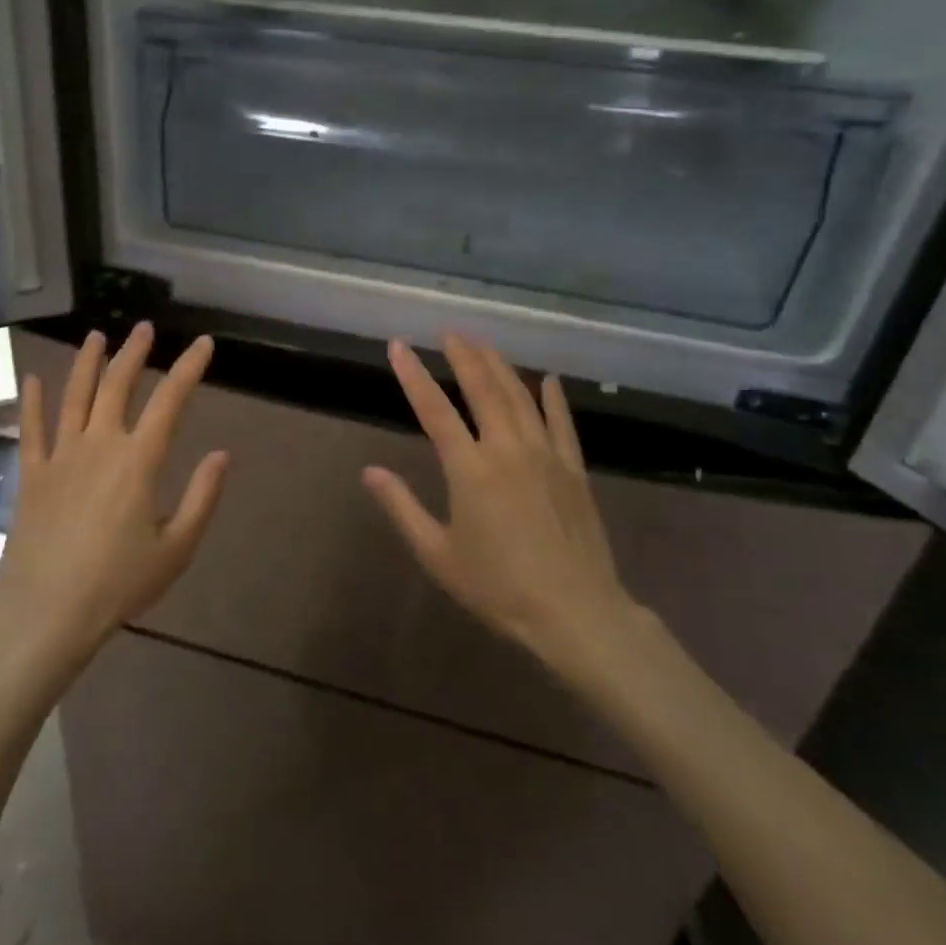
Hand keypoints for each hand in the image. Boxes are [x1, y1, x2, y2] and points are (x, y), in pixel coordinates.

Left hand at [0, 323, 228, 674]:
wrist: (46, 613)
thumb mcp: (176, 548)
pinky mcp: (32, 475)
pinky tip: (32, 378)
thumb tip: (222, 454)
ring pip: (75, 396)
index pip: (170, 401)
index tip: (203, 344)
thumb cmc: (117, 584)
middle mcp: (99, 445)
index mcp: (138, 461)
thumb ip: (201, 497)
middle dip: (134, 352)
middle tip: (144, 329)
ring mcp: (60, 457)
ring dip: (87, 363)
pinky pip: (31, 429)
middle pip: (117, 385)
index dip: (188, 368)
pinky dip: (32, 401)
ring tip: (96, 336)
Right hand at [362, 334, 639, 673]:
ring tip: (484, 343)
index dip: (413, 375)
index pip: (434, 410)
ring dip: (500, 366)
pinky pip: (562, 422)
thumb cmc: (498, 587)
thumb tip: (370, 471)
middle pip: (483, 389)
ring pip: (520, 397)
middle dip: (463, 356)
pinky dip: (553, 398)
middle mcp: (507, 449)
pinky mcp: (574, 470)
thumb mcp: (438, 553)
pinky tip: (548, 379)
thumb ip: (402, 507)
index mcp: (470, 469)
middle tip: (449, 331)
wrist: (576, 613)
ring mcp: (546, 455)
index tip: (397, 345)